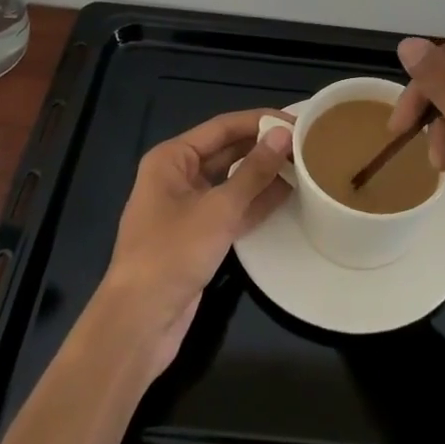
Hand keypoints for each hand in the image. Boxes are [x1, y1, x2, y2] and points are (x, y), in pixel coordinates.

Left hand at [96, 110, 292, 375]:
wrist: (139, 323)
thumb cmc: (172, 253)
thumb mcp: (218, 209)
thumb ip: (254, 172)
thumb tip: (283, 135)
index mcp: (172, 158)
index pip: (222, 127)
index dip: (259, 121)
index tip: (296, 120)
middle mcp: (178, 176)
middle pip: (227, 151)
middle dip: (262, 147)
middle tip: (305, 142)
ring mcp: (188, 208)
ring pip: (231, 181)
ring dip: (263, 174)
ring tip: (304, 165)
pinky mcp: (198, 237)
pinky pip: (231, 209)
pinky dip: (256, 202)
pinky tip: (287, 195)